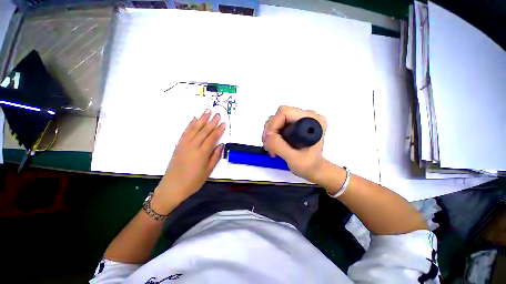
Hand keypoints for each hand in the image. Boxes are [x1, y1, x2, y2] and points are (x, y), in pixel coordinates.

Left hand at [152, 109, 224, 213]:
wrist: (172, 187)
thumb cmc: (193, 181)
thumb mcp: (208, 171)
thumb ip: (215, 156)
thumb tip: (221, 144)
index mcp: (201, 153)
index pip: (212, 138)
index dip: (218, 130)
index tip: (223, 123)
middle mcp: (192, 146)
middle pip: (204, 131)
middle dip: (211, 122)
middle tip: (217, 114)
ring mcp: (184, 144)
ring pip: (194, 128)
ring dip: (201, 119)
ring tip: (207, 111)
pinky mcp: (178, 145)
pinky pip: (185, 132)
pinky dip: (190, 124)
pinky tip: (194, 119)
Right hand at [262, 106, 326, 181]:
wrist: (313, 169)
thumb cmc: (308, 165)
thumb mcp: (293, 158)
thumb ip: (279, 145)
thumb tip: (267, 134)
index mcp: (313, 120)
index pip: (285, 112)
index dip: (273, 124)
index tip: (269, 141)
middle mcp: (308, 115)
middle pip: (280, 115)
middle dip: (271, 130)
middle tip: (269, 146)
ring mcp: (301, 119)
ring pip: (277, 119)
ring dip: (270, 133)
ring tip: (271, 148)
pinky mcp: (295, 123)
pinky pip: (279, 124)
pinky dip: (273, 134)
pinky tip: (273, 144)